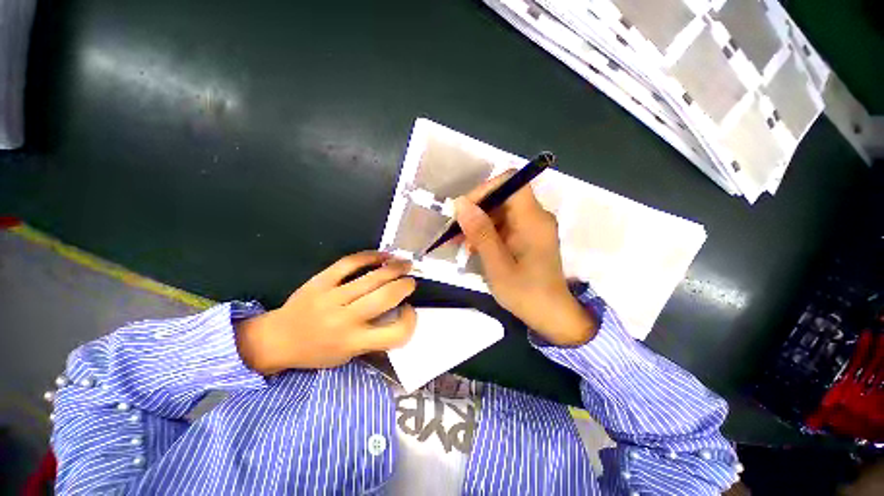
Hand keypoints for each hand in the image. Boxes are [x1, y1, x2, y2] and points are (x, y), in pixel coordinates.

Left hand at [235, 251, 416, 373]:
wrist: (276, 339)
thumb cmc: (316, 352)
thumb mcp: (348, 355)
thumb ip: (374, 337)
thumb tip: (397, 311)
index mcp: (353, 342)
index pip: (394, 334)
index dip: (409, 321)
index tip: (408, 310)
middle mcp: (344, 320)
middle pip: (385, 298)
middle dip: (404, 286)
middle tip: (411, 280)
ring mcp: (331, 298)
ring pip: (371, 278)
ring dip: (394, 268)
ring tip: (406, 263)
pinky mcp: (320, 281)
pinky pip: (349, 263)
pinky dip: (370, 256)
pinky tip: (383, 255)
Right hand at [454, 172, 597, 345]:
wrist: (552, 315)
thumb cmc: (526, 293)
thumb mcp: (497, 265)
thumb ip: (480, 233)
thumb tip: (461, 203)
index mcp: (532, 219)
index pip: (510, 181)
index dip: (485, 189)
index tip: (464, 210)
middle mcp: (535, 216)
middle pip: (503, 196)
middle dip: (476, 210)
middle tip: (456, 232)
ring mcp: (532, 226)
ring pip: (500, 211)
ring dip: (478, 223)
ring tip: (462, 244)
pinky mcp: (528, 236)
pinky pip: (504, 224)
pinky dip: (487, 232)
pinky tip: (475, 248)